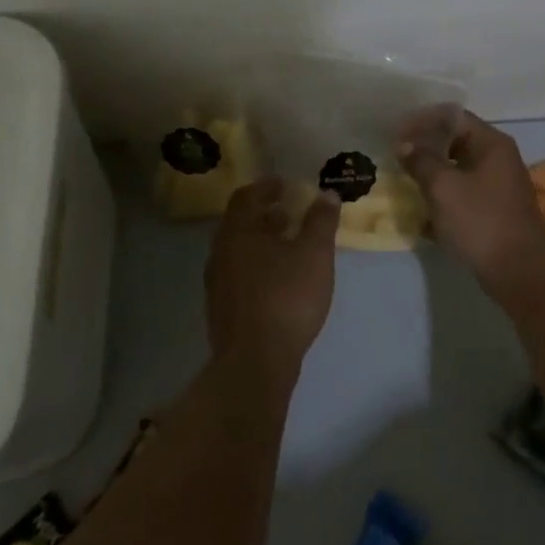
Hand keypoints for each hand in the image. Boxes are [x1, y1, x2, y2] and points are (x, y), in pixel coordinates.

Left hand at [205, 178, 340, 380]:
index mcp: (239, 232)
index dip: (266, 186)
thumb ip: (321, 221)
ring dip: (261, 239)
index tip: (285, 184)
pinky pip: (239, 272)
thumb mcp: (315, 254)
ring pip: (239, 249)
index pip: (247, 196)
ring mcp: (218, 282)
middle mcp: (221, 252)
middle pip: (240, 222)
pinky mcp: (222, 308)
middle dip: (264, 212)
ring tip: (288, 242)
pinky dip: (258, 263)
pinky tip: (279, 276)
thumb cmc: (287, 297)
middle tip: (289, 209)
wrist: (255, 361)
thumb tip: (326, 193)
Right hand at [397, 109, 544, 292]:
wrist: (518, 271)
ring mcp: (498, 186)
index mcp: (492, 143)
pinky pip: (463, 194)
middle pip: (457, 142)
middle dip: (426, 148)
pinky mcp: (494, 210)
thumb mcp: (444, 188)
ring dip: (432, 174)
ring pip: (459, 170)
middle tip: (396, 157)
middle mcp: (499, 158)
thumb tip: (404, 144)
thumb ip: (422, 161)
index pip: (454, 117)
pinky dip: (443, 197)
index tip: (396, 133)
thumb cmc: (480, 221)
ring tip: (404, 181)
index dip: (423, 121)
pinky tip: (421, 211)